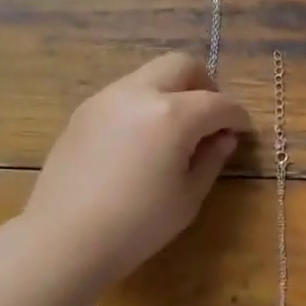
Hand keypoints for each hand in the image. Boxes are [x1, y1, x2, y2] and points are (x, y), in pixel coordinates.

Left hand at [27, 51, 251, 281]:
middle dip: (205, 85)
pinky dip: (143, 106)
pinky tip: (140, 142)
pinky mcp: (82, 113)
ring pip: (149, 75)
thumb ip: (210, 160)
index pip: (217, 103)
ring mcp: (105, 99)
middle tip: (210, 118)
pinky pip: (123, 95)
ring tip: (174, 131)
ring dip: (171, 92)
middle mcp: (138, 94)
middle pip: (181, 65)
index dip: (236, 116)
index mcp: (172, 115)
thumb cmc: (136, 226)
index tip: (241, 131)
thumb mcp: (187, 198)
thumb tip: (223, 138)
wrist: (64, 239)